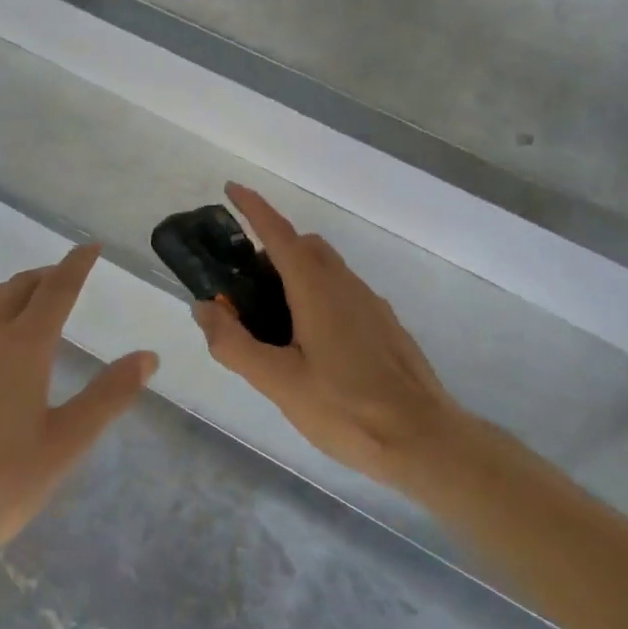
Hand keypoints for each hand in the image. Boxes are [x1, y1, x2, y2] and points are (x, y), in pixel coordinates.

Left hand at [0, 244, 156, 569]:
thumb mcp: (66, 443)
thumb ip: (109, 395)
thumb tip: (148, 356)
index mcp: (24, 345)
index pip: (57, 288)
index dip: (76, 264)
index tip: (90, 247)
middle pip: (18, 289)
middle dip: (44, 278)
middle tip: (60, 280)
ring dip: (7, 293)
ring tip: (20, 300)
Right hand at [194, 184, 465, 485]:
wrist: (424, 439)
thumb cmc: (347, 409)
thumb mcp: (279, 383)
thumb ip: (235, 344)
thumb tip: (203, 307)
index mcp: (317, 289)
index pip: (279, 233)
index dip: (253, 207)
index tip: (231, 188)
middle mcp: (346, 284)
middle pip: (304, 246)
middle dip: (272, 249)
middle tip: (244, 289)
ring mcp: (370, 303)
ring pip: (326, 269)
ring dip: (295, 275)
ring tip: (273, 324)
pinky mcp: (385, 324)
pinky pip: (343, 292)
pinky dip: (317, 295)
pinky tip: (312, 346)